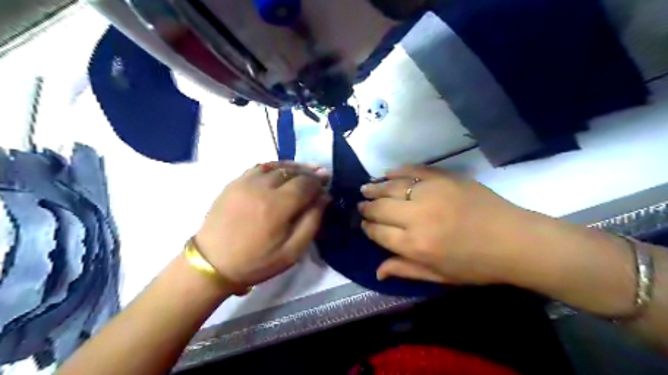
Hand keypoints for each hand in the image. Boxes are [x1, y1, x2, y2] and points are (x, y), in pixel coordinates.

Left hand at [194, 161, 328, 286]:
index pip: (306, 183)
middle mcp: (262, 187)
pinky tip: (281, 171)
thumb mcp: (292, 251)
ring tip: (305, 171)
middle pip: (293, 171)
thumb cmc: (256, 261)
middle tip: (321, 175)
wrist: (213, 263)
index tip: (327, 185)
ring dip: (294, 167)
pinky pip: (260, 167)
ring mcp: (246, 182)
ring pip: (277, 165)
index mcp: (278, 205)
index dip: (319, 182)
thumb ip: (312, 221)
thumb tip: (324, 197)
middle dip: (310, 173)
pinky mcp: (234, 182)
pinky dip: (275, 166)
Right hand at [361, 164, 532, 283]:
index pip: (378, 233)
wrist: (514, 241)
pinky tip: (387, 173)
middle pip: (380, 208)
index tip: (364, 224)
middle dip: (367, 208)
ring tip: (366, 188)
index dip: (368, 228)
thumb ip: (405, 270)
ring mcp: (430, 193)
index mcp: (415, 245)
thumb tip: (377, 270)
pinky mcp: (443, 178)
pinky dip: (398, 171)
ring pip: (392, 187)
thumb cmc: (476, 265)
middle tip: (361, 206)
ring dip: (375, 188)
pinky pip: (413, 170)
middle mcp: (417, 217)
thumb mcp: (439, 276)